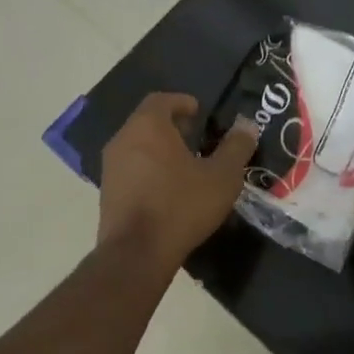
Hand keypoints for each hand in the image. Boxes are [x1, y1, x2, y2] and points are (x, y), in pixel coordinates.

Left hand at [98, 93, 257, 270]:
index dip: (182, 102)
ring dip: (159, 148)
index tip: (199, 112)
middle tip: (196, 137)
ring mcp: (110, 166)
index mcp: (148, 126)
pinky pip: (130, 168)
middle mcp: (123, 139)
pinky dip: (148, 168)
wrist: (136, 253)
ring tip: (185, 164)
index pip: (161, 100)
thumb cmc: (181, 205)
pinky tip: (167, 188)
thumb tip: (247, 126)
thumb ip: (236, 148)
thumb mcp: (222, 177)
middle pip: (147, 122)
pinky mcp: (107, 192)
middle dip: (172, 126)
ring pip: (137, 145)